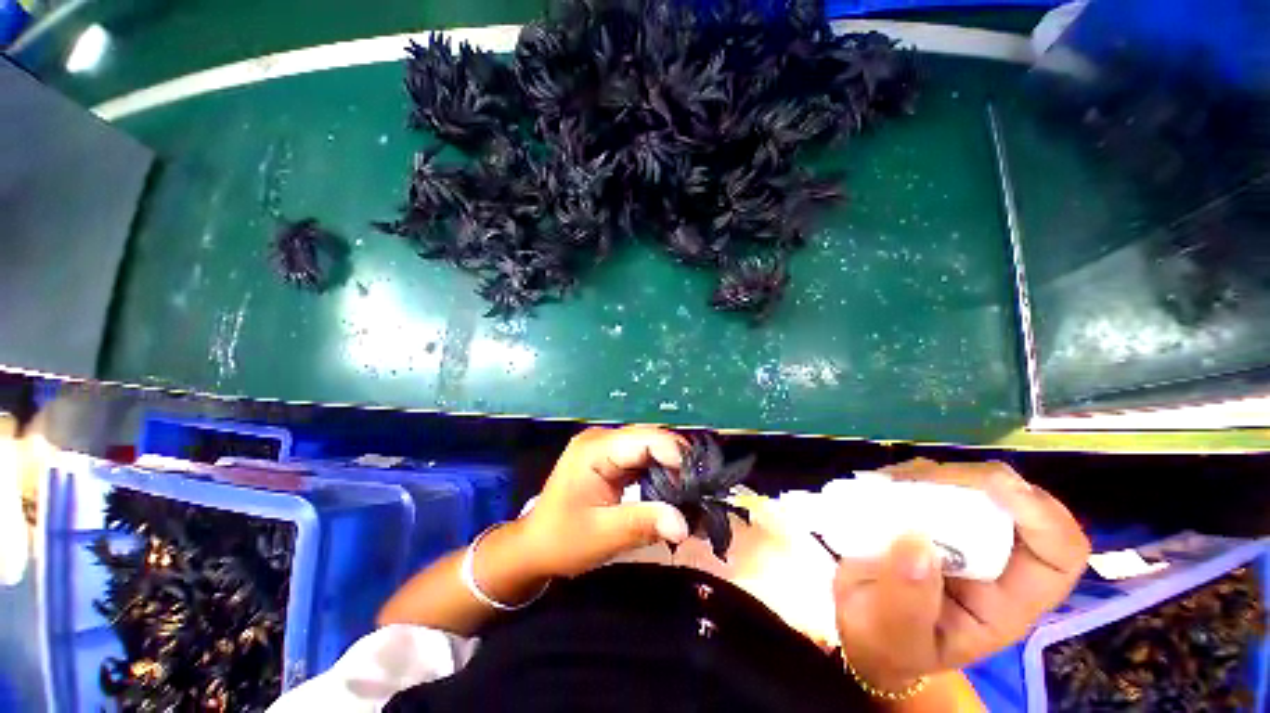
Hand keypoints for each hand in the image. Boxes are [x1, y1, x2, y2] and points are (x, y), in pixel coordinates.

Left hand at [520, 426, 690, 577]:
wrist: (534, 546)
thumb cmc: (561, 540)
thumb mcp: (601, 536)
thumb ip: (642, 524)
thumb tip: (685, 524)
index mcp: (596, 448)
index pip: (646, 439)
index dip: (677, 457)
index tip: (700, 486)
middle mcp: (603, 439)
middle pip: (652, 440)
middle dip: (678, 464)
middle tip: (700, 494)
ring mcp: (607, 447)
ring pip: (651, 448)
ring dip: (673, 470)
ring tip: (692, 496)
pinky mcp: (611, 459)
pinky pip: (644, 459)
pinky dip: (661, 475)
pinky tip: (674, 493)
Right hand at [832, 460, 1090, 690]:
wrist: (861, 629)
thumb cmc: (885, 642)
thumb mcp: (894, 637)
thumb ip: (906, 601)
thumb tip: (917, 543)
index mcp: (1007, 602)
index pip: (1059, 554)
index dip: (1042, 517)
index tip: (994, 486)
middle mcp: (996, 562)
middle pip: (1016, 504)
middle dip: (971, 482)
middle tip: (914, 480)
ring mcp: (963, 534)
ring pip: (971, 484)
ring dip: (932, 475)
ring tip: (889, 484)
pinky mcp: (930, 515)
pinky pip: (931, 480)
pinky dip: (907, 475)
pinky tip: (882, 484)